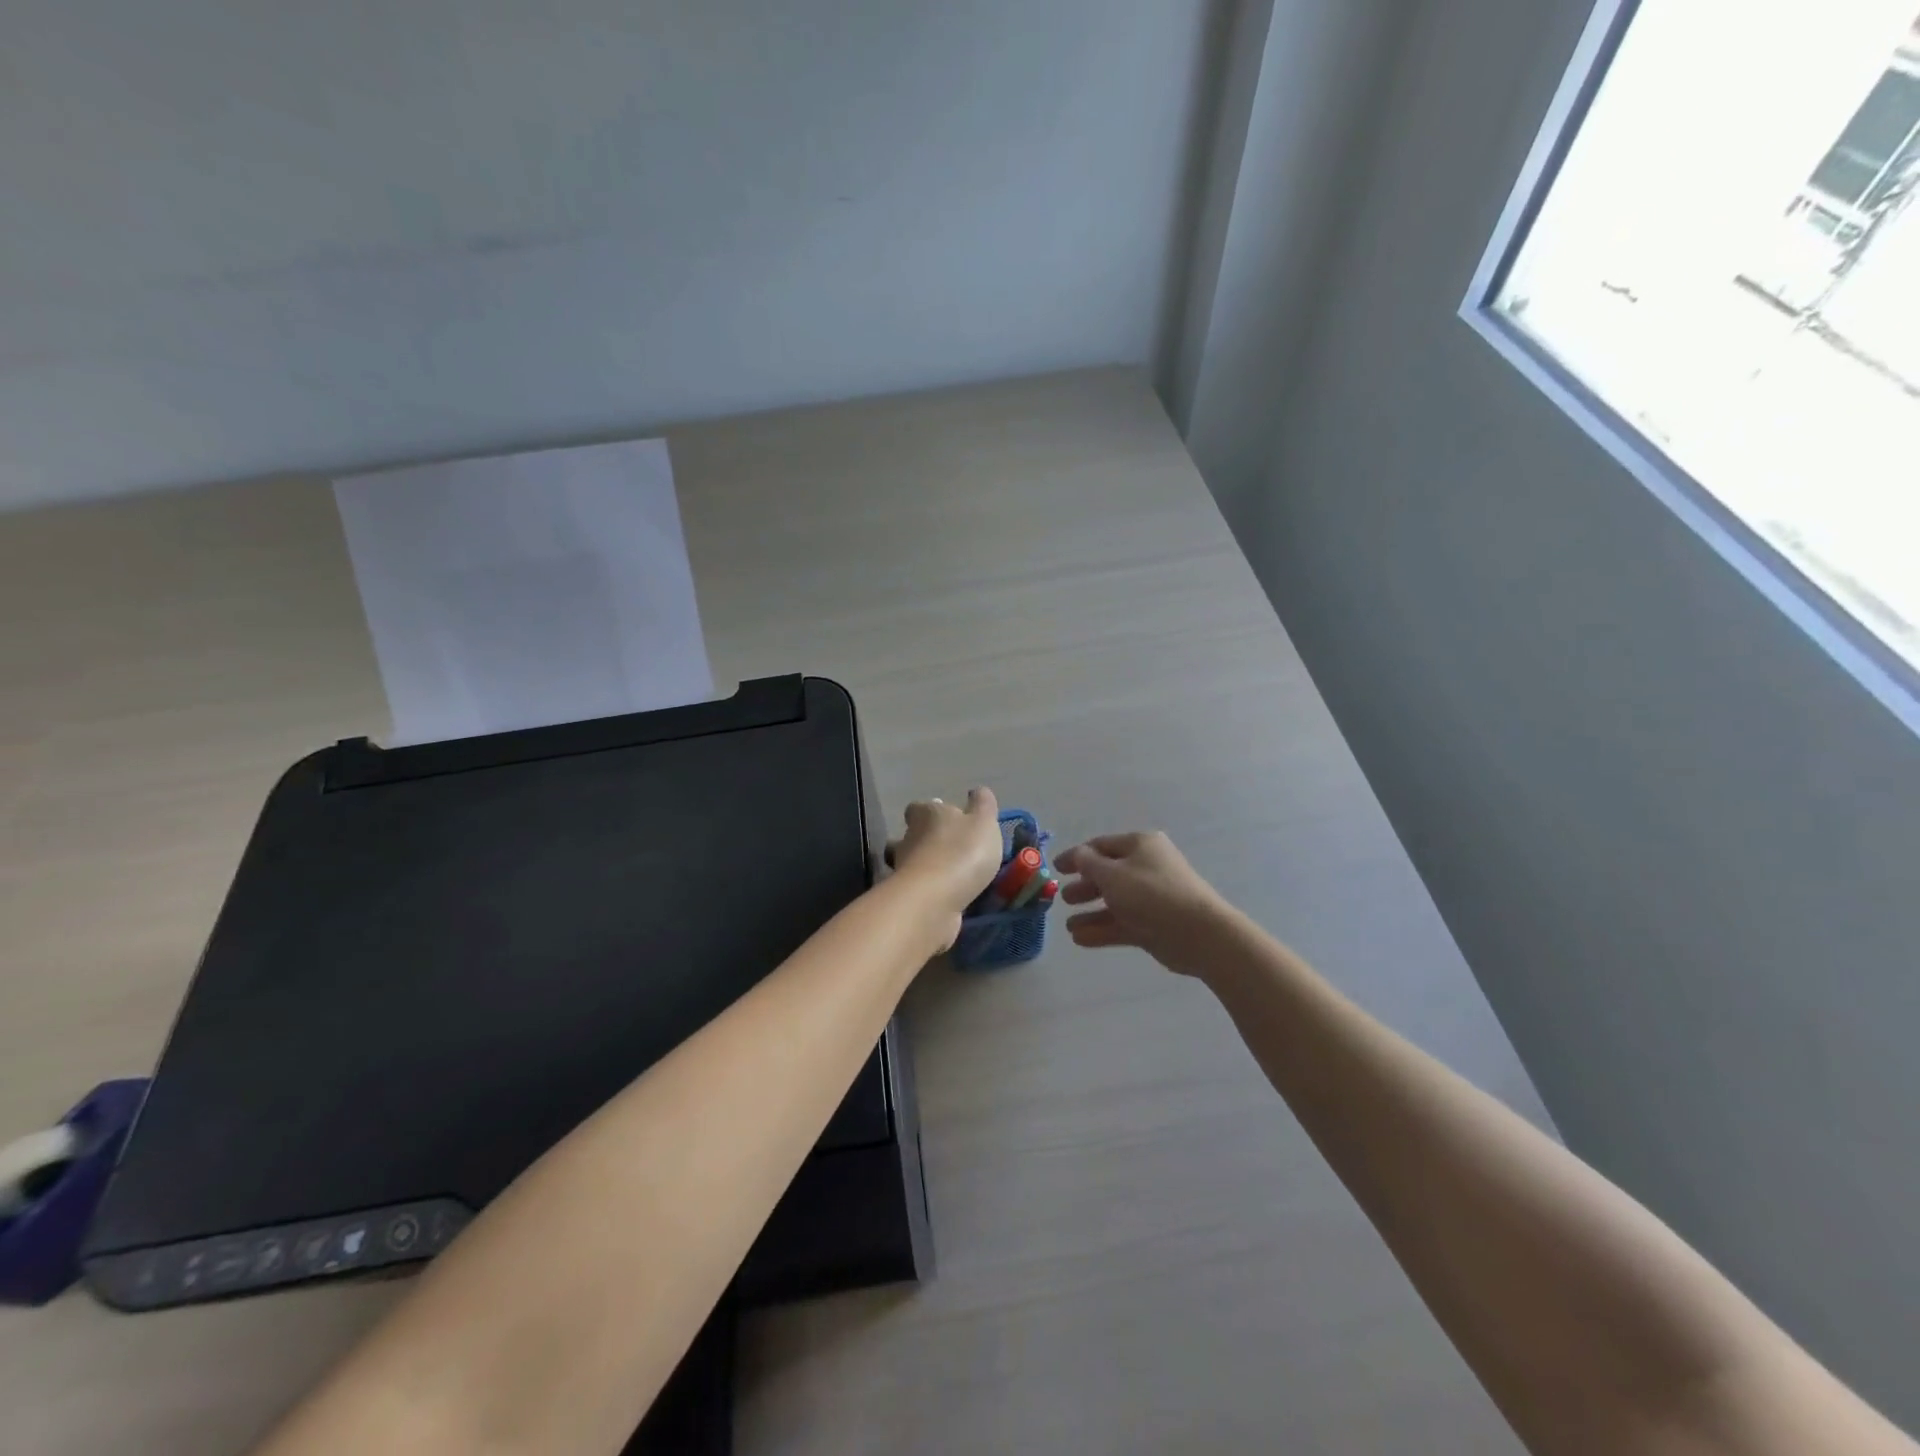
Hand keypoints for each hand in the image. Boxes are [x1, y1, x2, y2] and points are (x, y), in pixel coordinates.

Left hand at [885, 788, 1004, 944]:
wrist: (934, 900)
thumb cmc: (961, 852)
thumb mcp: (984, 822)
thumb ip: (983, 805)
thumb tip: (977, 791)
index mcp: (926, 814)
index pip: (919, 808)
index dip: (930, 812)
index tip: (945, 819)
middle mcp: (909, 838)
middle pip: (912, 834)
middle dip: (927, 840)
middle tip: (950, 848)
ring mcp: (903, 869)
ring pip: (911, 862)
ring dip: (927, 866)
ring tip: (951, 875)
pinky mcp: (906, 896)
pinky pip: (918, 888)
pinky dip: (929, 889)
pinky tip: (947, 895)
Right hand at [1055, 831, 1232, 975]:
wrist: (1199, 933)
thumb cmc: (1151, 893)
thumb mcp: (1112, 873)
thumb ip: (1087, 863)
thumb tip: (1077, 855)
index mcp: (1140, 845)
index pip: (1101, 846)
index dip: (1077, 856)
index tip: (1056, 868)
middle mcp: (1146, 867)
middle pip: (1108, 874)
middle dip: (1084, 886)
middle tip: (1063, 898)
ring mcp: (1151, 898)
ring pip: (1115, 902)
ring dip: (1090, 912)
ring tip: (1069, 925)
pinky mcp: (1154, 925)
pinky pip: (1122, 924)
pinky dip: (1102, 930)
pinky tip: (1080, 939)